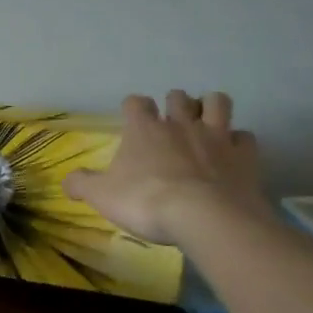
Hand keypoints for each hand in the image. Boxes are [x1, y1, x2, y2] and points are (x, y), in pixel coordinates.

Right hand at [63, 91, 271, 246]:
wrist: (204, 216)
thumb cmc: (146, 202)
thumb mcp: (102, 197)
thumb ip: (82, 185)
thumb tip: (66, 180)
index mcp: (144, 129)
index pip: (136, 102)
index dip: (134, 109)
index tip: (133, 122)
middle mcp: (180, 123)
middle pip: (177, 96)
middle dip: (174, 105)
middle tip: (171, 126)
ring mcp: (216, 136)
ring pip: (217, 102)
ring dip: (211, 108)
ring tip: (206, 125)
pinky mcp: (243, 154)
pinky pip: (245, 137)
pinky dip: (239, 143)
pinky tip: (233, 155)